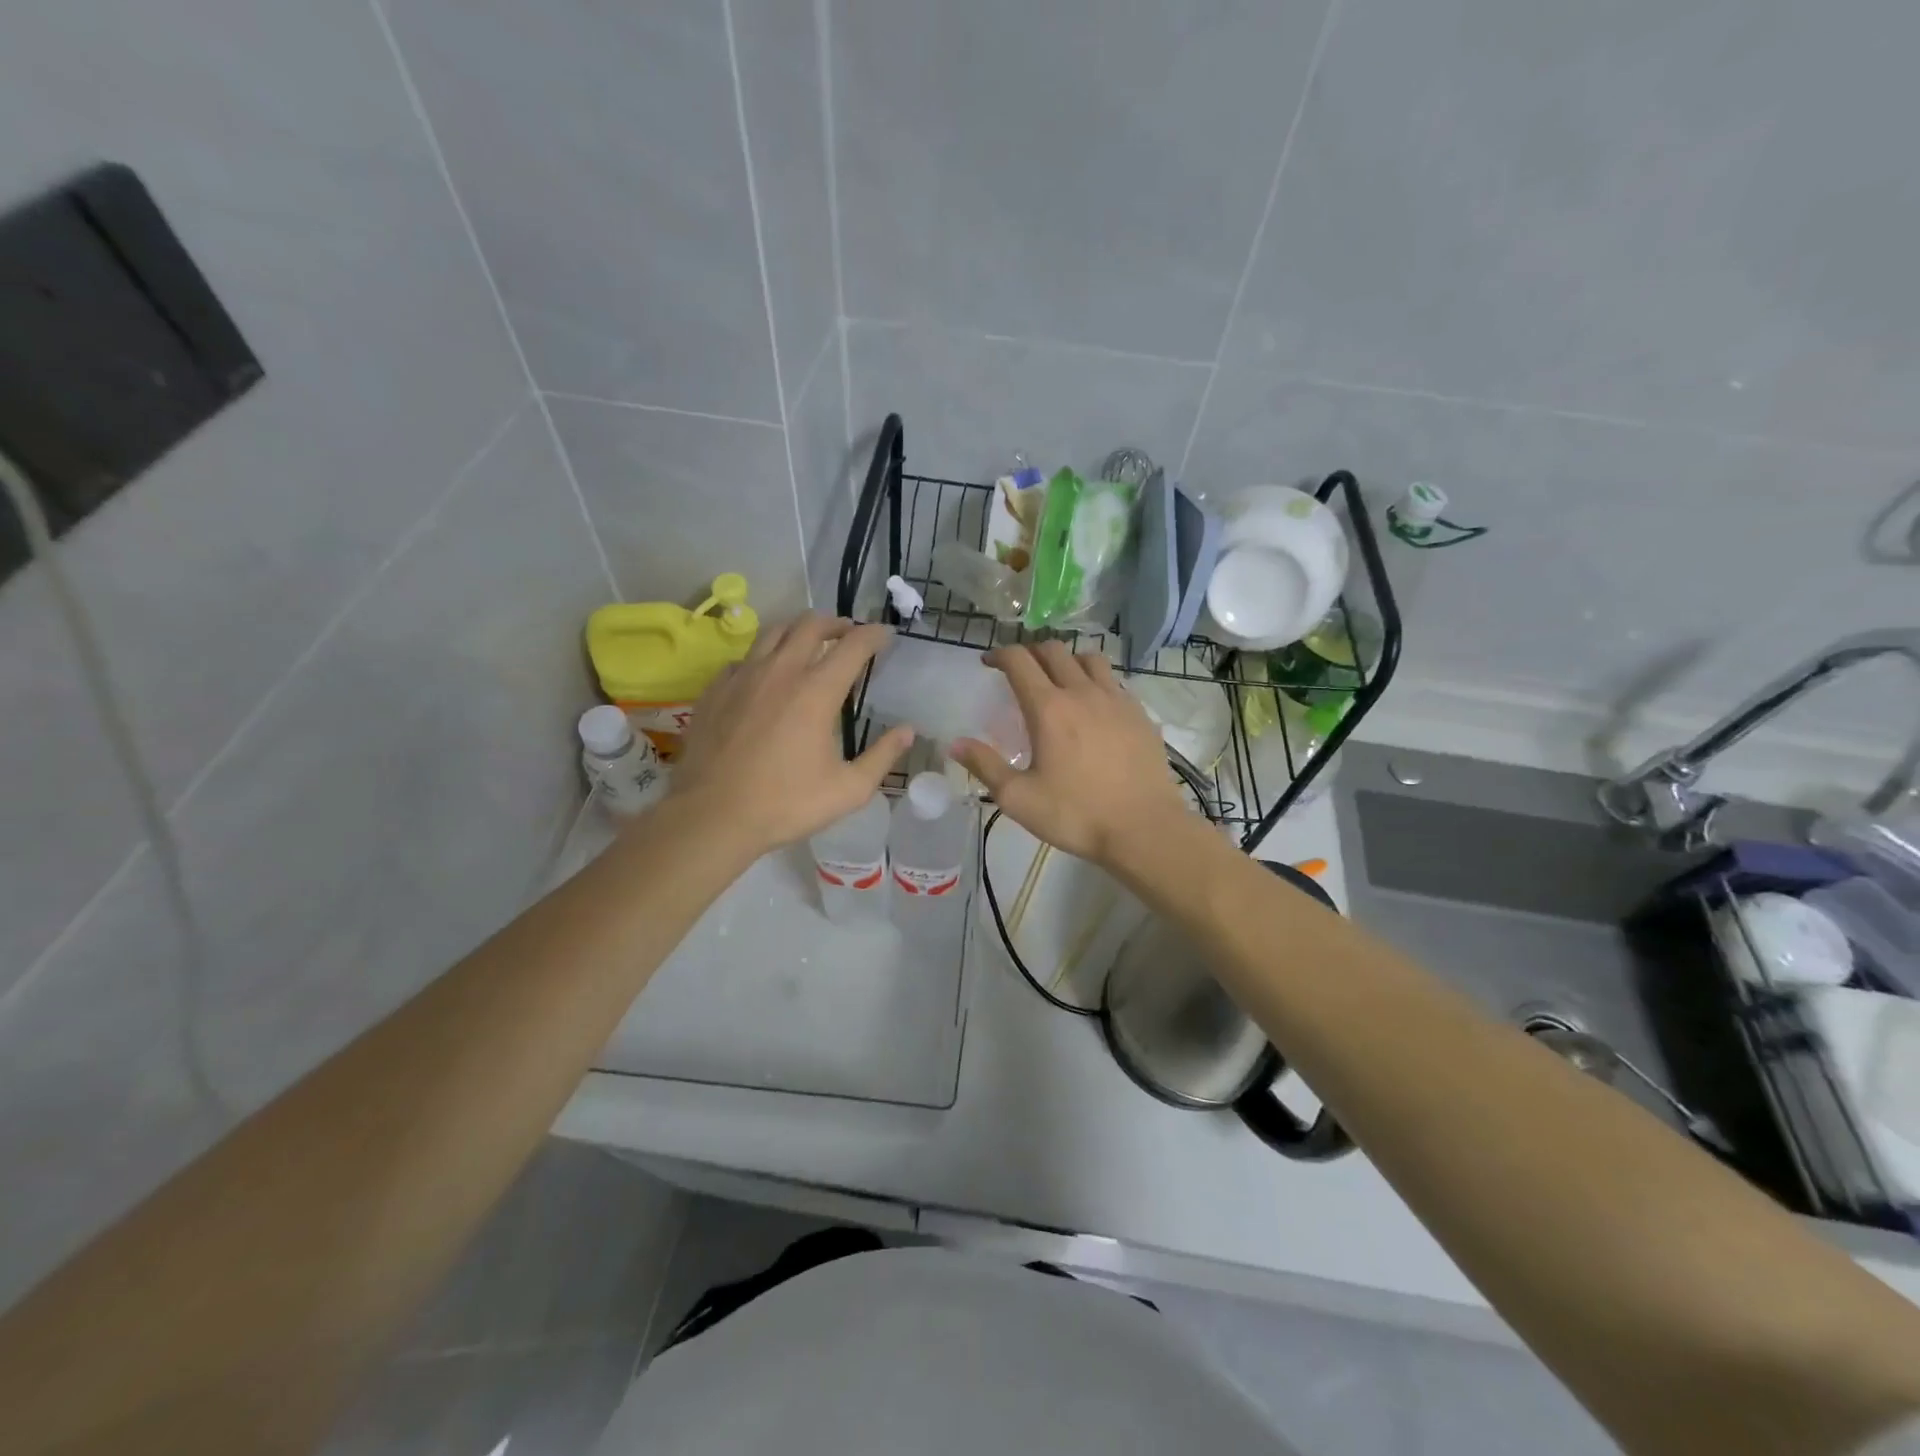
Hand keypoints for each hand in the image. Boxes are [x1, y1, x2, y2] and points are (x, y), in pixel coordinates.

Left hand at [668, 615, 912, 857]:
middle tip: (848, 634)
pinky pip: (744, 658)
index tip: (885, 636)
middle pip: (811, 625)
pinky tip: (766, 676)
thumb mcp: (848, 789)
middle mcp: (780, 671)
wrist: (712, 816)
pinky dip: (764, 657)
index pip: (853, 645)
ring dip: (798, 631)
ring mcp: (743, 676)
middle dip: (836, 623)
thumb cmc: (786, 804)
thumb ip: (882, 756)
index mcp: (817, 691)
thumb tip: (908, 732)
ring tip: (809, 643)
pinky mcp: (715, 690)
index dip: (874, 635)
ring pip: (774, 632)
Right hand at [949, 641, 1188, 865]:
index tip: (989, 663)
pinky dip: (1096, 680)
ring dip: (1067, 660)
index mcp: (1049, 708)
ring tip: (1059, 679)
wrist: (1144, 828)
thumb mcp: (1018, 798)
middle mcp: (1082, 692)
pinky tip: (1094, 705)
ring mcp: (1116, 699)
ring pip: (1089, 658)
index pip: (1019, 661)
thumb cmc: (1076, 814)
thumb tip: (954, 743)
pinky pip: (1114, 681)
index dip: (999, 655)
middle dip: (1031, 652)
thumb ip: (985, 766)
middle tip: (1020, 670)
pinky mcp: (1140, 713)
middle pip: (1054, 651)